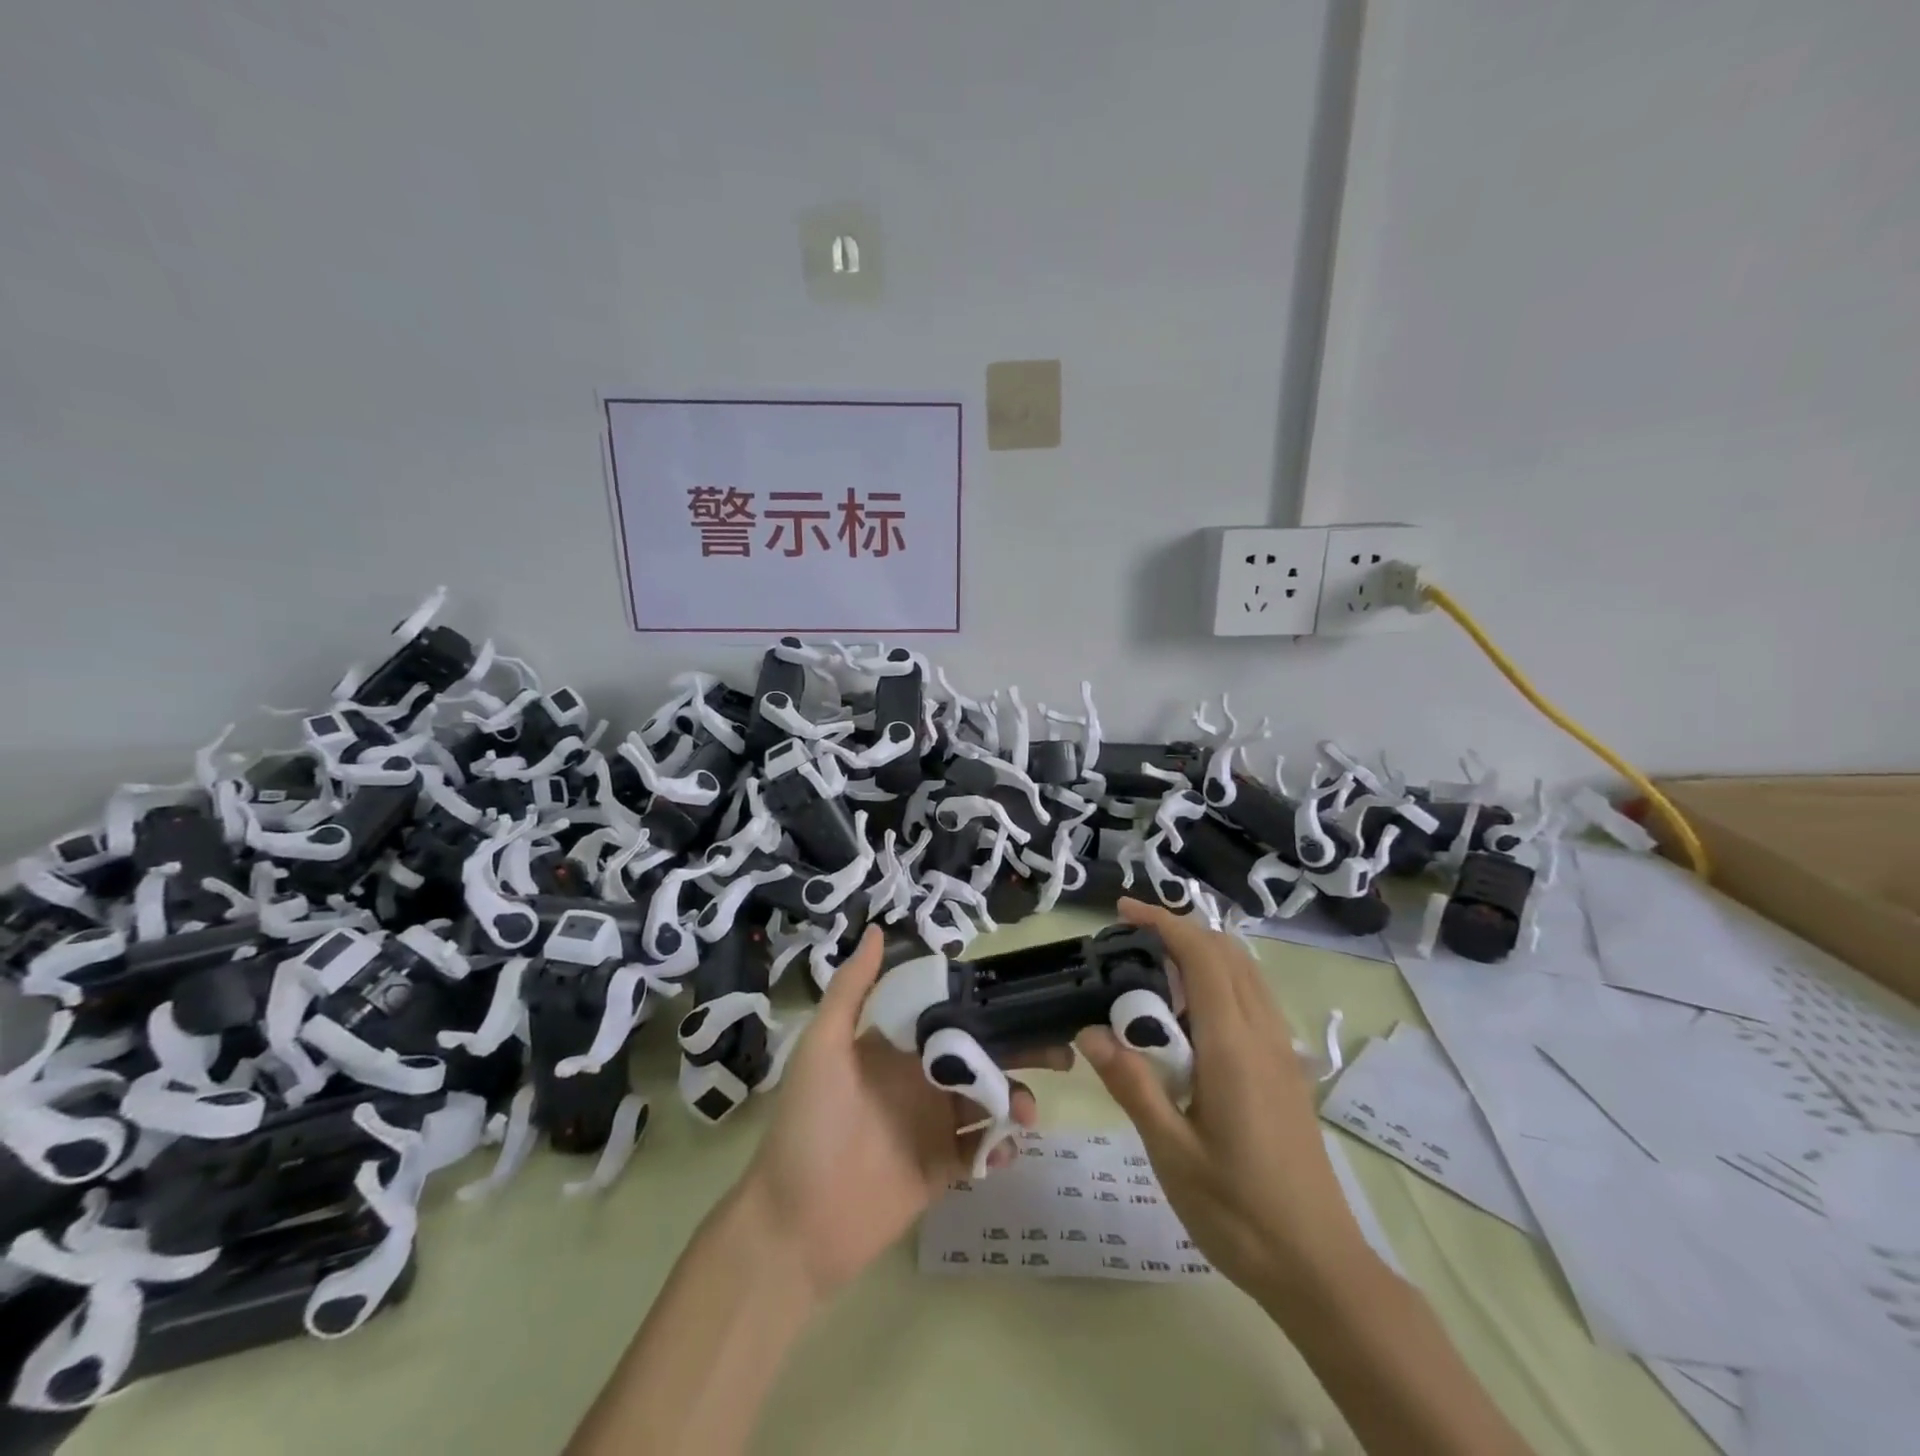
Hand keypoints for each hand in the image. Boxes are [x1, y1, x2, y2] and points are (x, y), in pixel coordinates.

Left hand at [738, 927, 1063, 1299]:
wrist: (795, 1225)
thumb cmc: (808, 1123)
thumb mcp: (823, 1046)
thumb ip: (852, 989)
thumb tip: (877, 929)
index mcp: (897, 1047)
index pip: (950, 1016)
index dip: (985, 1007)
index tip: (1025, 997)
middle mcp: (920, 1080)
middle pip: (979, 1056)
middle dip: (1018, 1051)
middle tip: (1060, 1053)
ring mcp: (933, 1126)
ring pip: (988, 1101)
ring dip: (1015, 1099)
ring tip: (1025, 1111)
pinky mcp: (942, 1170)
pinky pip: (981, 1152)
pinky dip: (1001, 1146)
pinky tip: (1006, 1147)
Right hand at [1077, 899, 1373, 1306]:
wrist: (1321, 1269)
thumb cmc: (1240, 1213)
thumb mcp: (1172, 1153)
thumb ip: (1132, 1085)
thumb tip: (1090, 1031)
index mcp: (1234, 1047)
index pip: (1203, 957)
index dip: (1164, 923)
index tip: (1123, 912)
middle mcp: (1264, 1036)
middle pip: (1228, 954)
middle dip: (1180, 931)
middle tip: (1129, 939)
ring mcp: (1281, 1053)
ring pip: (1246, 974)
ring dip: (1202, 954)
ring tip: (1152, 970)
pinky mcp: (1287, 1071)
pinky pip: (1253, 1000)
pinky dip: (1219, 981)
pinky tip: (1189, 1017)